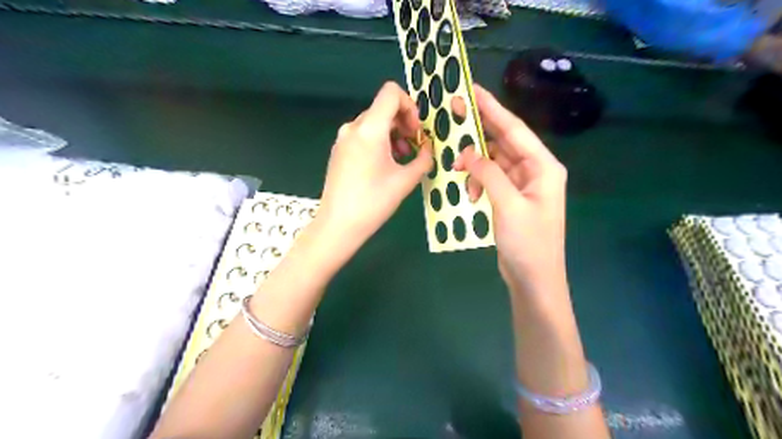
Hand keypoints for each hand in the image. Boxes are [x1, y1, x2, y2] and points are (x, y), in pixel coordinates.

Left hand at [317, 82, 433, 253]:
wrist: (338, 224)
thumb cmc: (374, 202)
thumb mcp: (406, 180)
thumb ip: (424, 158)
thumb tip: (428, 148)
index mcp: (369, 129)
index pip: (391, 92)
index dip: (410, 106)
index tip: (416, 131)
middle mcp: (353, 127)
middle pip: (383, 108)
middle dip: (404, 124)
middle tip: (415, 147)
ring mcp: (343, 138)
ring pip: (374, 123)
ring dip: (393, 134)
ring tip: (402, 158)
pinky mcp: (339, 150)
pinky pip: (363, 135)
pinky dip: (379, 141)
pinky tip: (385, 164)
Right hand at [453, 87, 569, 295]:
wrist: (534, 279)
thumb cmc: (528, 243)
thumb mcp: (508, 205)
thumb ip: (489, 174)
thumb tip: (468, 153)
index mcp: (543, 167)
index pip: (515, 130)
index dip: (493, 108)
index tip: (472, 91)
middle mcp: (535, 170)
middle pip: (504, 141)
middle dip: (480, 129)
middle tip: (454, 113)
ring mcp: (522, 185)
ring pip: (495, 161)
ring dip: (476, 161)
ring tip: (456, 163)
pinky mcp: (511, 198)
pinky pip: (492, 179)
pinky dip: (478, 181)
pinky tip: (469, 191)